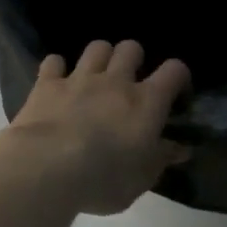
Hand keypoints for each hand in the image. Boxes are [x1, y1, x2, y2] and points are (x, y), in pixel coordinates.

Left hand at [0, 41, 191, 215]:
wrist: (48, 168)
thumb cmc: (104, 178)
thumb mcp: (142, 178)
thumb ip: (161, 158)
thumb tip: (180, 149)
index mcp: (146, 102)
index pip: (174, 71)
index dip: (178, 76)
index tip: (175, 92)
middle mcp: (115, 82)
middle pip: (131, 48)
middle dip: (133, 58)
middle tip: (128, 80)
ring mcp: (79, 79)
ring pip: (96, 47)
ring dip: (100, 57)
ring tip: (96, 75)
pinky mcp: (47, 84)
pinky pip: (53, 61)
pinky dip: (57, 68)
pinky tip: (57, 80)